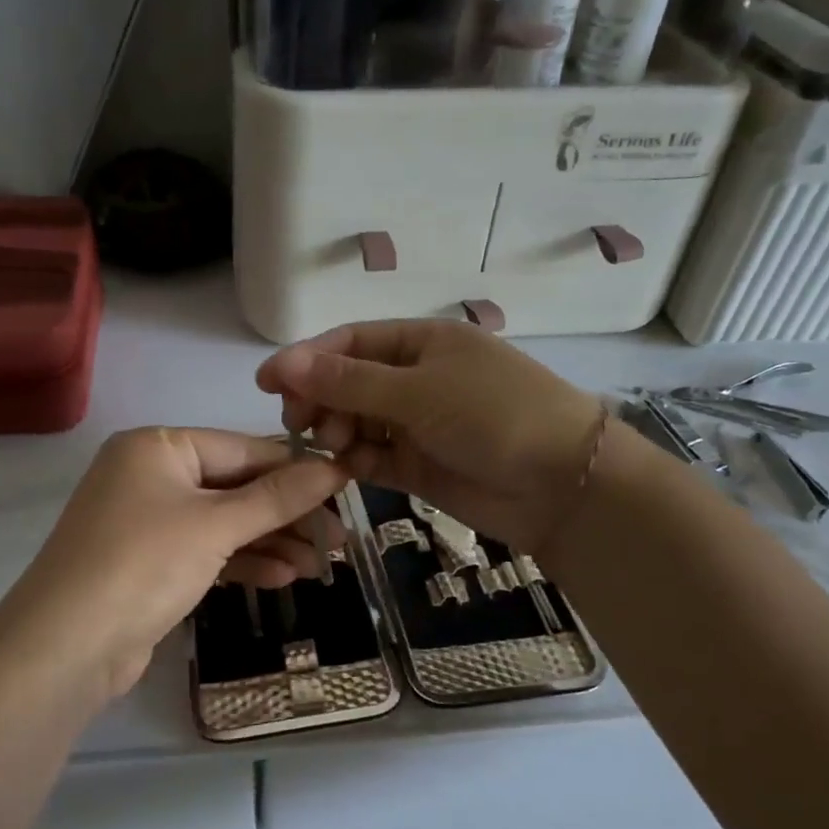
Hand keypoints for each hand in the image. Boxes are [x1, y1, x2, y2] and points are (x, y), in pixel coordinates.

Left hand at [0, 428, 348, 702]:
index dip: (296, 469)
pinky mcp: (149, 563)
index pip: (242, 448)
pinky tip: (284, 578)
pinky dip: (243, 562)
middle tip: (339, 537)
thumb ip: (277, 497)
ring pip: (224, 523)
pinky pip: (207, 551)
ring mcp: (147, 521)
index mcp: (158, 447)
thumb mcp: (216, 525)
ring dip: (272, 542)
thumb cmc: (143, 564)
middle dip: (287, 514)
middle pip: (235, 486)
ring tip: (322, 564)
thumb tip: (335, 467)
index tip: (345, 486)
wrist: (67, 646)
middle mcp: (150, 475)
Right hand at [257, 320, 604, 553]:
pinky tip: (348, 467)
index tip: (266, 385)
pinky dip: (356, 461)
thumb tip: (283, 361)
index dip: (305, 360)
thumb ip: (347, 382)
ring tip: (333, 446)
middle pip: (348, 383)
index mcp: (421, 342)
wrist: (561, 485)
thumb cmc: (492, 416)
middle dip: (320, 400)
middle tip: (302, 425)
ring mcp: (418, 424)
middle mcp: (416, 378)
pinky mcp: (419, 465)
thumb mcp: (416, 391)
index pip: (349, 343)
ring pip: (357, 422)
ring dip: (337, 431)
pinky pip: (373, 457)